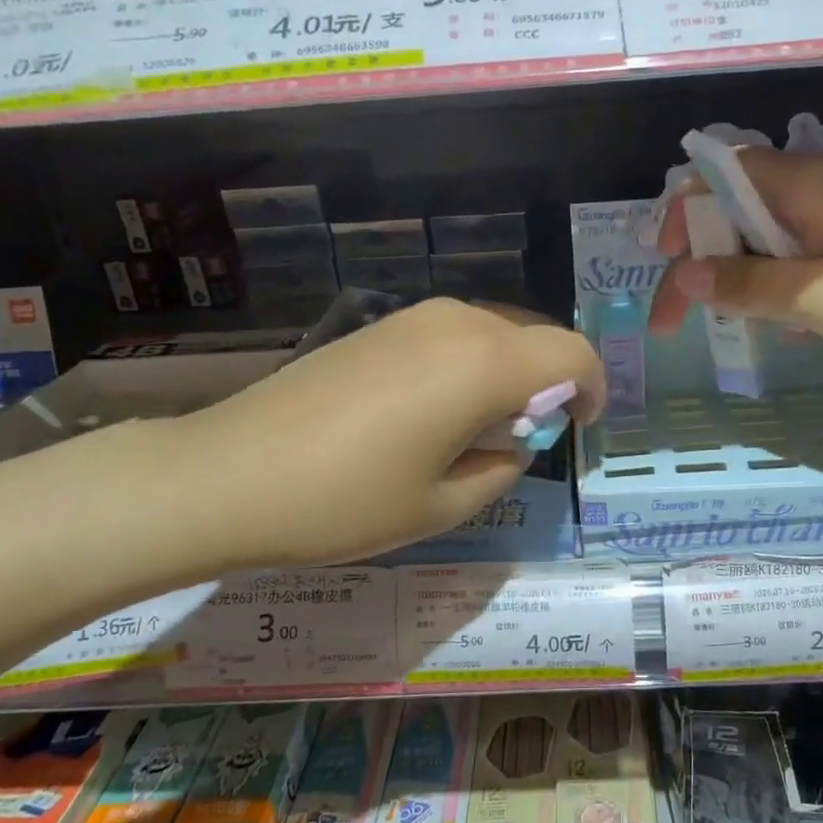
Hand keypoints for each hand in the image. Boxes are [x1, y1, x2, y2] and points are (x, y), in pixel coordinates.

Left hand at [167, 298, 602, 568]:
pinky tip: (434, 412)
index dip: (593, 388)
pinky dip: (469, 365)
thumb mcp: (441, 505)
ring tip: (479, 429)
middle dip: (549, 382)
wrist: (229, 473)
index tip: (581, 427)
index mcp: (483, 364)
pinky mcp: (378, 325)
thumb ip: (500, 469)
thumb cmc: (344, 501)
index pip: (572, 354)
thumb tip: (513, 443)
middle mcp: (456, 323)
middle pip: (534, 336)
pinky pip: (452, 335)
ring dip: (508, 373)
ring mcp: (411, 317)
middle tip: (528, 438)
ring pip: (493, 331)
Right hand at [648, 146, 822, 378]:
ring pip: (770, 238)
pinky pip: (805, 258)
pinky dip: (782, 287)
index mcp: (806, 183)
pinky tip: (793, 325)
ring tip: (741, 327)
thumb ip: (745, 283)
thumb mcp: (818, 298)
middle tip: (687, 320)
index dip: (680, 220)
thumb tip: (685, 271)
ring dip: (742, 278)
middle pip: (738, 210)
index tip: (667, 274)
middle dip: (704, 259)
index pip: (716, 179)